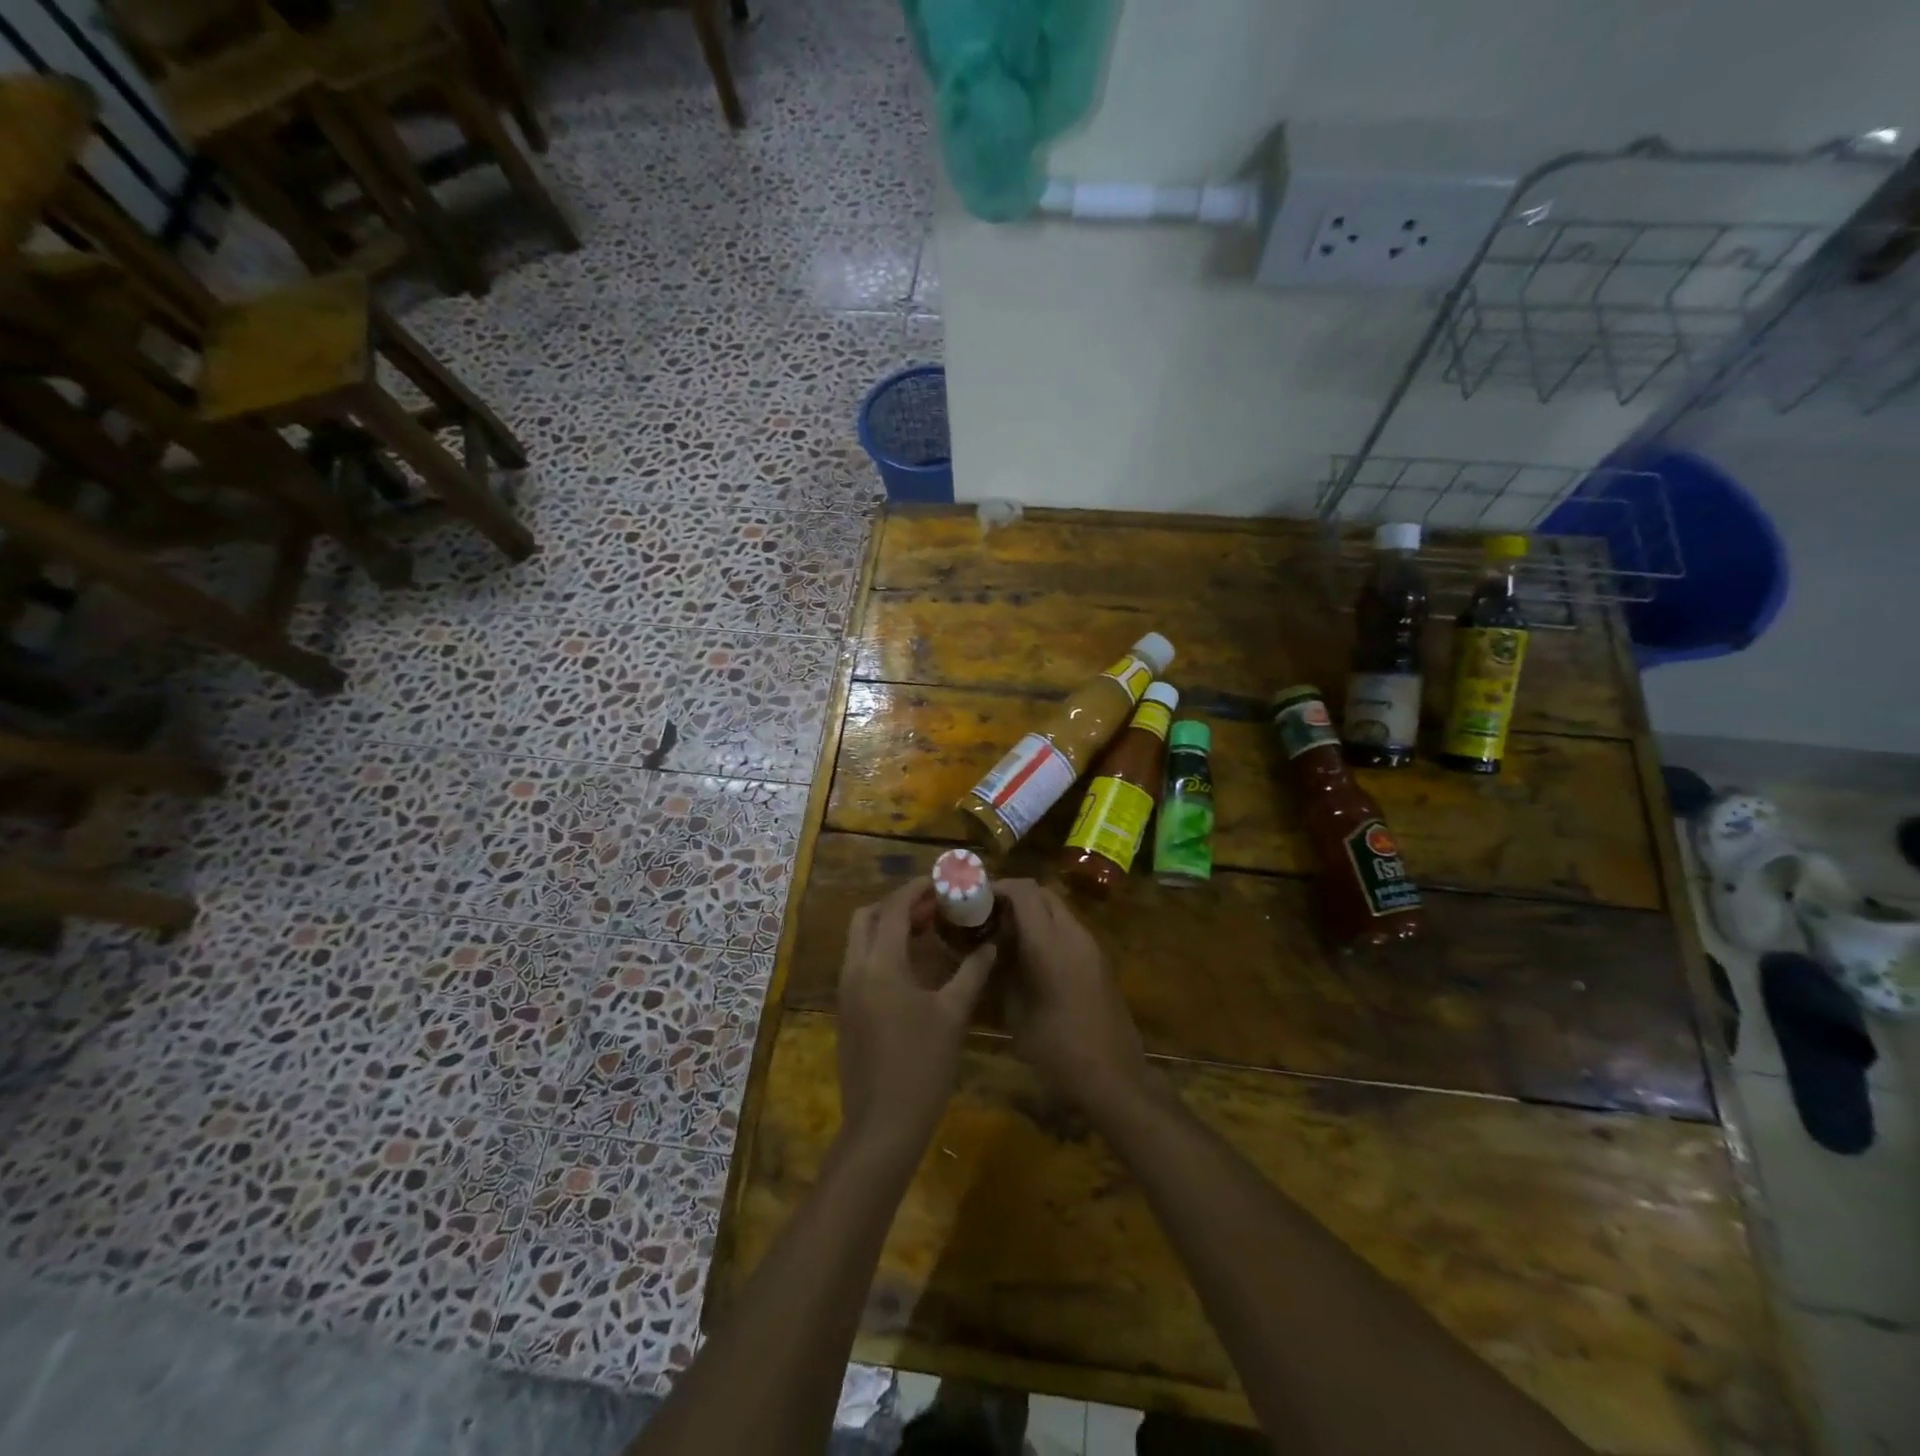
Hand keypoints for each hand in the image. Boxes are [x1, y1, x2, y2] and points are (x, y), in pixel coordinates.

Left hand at [837, 878, 994, 1159]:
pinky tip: (912, 968)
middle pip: (866, 917)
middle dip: (896, 905)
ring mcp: (846, 992)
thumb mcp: (953, 1015)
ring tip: (925, 933)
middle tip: (932, 909)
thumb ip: (972, 973)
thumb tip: (991, 945)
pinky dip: (881, 951)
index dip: (916, 890)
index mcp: (880, 964)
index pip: (893, 908)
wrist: (882, 1126)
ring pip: (859, 940)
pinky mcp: (846, 1011)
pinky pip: (859, 963)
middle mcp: (855, 970)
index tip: (941, 883)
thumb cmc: (922, 1066)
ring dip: (887, 927)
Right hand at [996, 880, 1151, 1114]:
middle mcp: (1074, 934)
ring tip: (1007, 938)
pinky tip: (1032, 958)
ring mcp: (1092, 947)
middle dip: (1016, 898)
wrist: (1114, 1078)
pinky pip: (1070, 931)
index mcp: (1049, 942)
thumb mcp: (1016, 1011)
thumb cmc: (1057, 1049)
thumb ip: (1003, 971)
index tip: (977, 899)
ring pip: (1058, 911)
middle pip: (1043, 894)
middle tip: (990, 917)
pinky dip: (1049, 931)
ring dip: (1034, 915)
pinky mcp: (1101, 962)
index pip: (1024, 891)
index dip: (999, 887)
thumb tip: (993, 950)